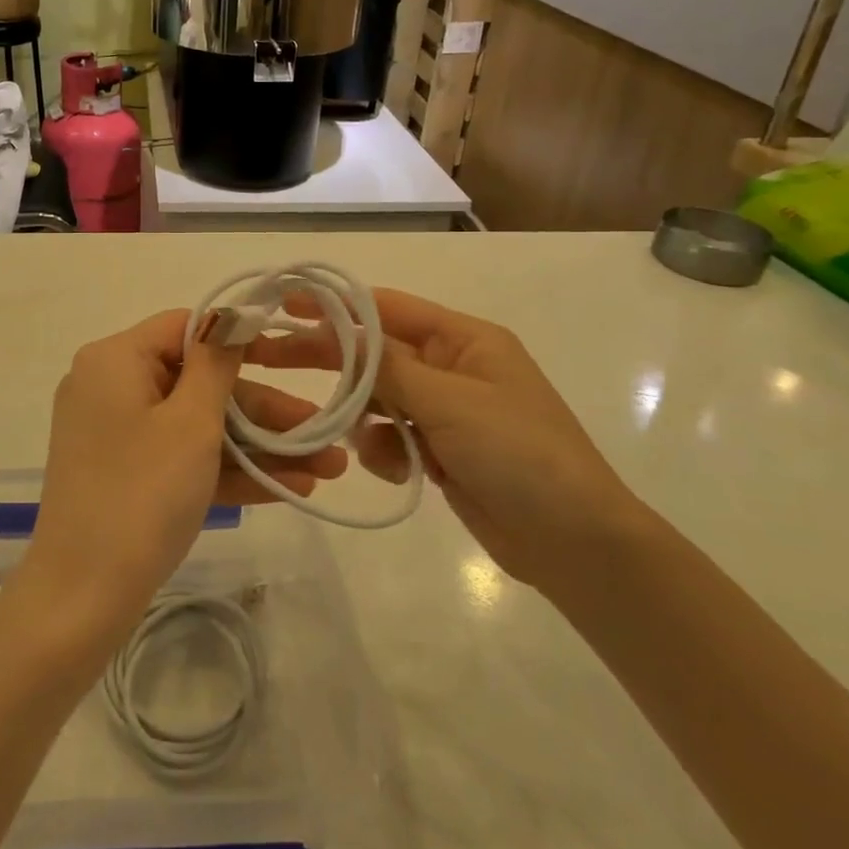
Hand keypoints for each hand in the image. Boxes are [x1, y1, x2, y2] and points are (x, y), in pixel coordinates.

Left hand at [19, 310, 347, 647]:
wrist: (80, 601)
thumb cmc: (141, 494)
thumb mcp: (190, 423)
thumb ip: (216, 365)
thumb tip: (230, 316)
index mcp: (115, 361)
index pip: (184, 328)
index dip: (239, 340)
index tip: (289, 357)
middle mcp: (111, 389)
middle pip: (198, 383)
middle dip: (265, 412)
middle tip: (322, 432)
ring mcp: (118, 437)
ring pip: (198, 427)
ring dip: (259, 448)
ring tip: (327, 468)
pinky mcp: (127, 477)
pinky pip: (182, 459)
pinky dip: (229, 472)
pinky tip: (292, 488)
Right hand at [248, 289, 642, 589]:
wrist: (574, 544)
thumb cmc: (520, 454)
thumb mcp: (451, 401)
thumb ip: (388, 366)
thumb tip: (339, 331)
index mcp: (464, 340)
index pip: (388, 309)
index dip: (336, 305)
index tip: (286, 306)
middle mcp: (452, 368)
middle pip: (375, 353)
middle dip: (331, 358)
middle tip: (274, 359)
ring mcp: (446, 412)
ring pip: (378, 398)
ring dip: (365, 416)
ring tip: (368, 438)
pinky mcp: (439, 452)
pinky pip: (391, 438)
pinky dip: (386, 450)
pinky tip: (403, 469)